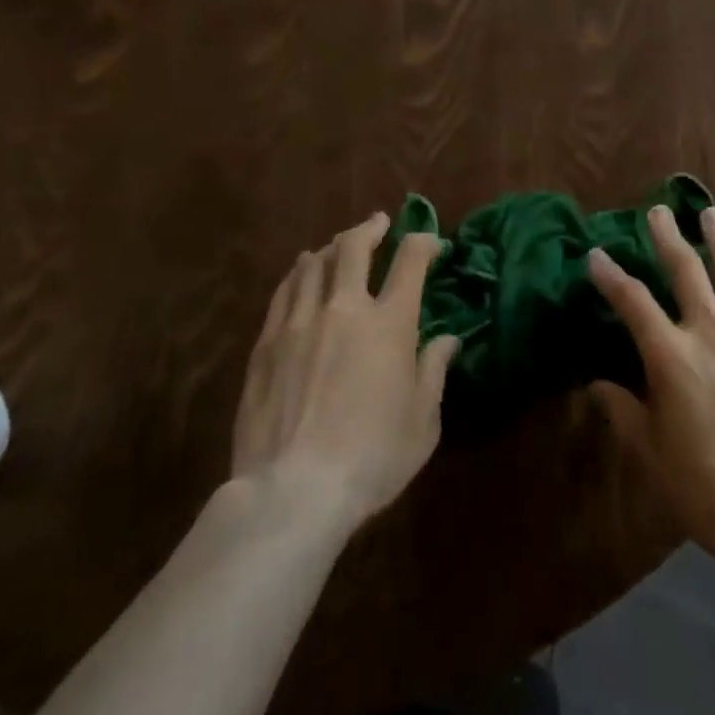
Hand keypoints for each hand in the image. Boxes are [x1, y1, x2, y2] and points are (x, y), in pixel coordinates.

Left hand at [231, 215, 457, 533]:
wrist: (293, 491)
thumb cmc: (372, 458)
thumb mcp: (422, 421)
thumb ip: (434, 371)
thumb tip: (448, 339)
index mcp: (390, 323)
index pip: (410, 260)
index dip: (424, 242)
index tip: (431, 244)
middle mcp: (345, 308)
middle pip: (354, 247)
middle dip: (371, 228)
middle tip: (379, 224)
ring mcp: (300, 322)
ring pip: (314, 264)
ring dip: (332, 247)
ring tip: (339, 246)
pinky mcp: (267, 343)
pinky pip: (284, 291)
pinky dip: (299, 273)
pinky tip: (302, 273)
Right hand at [589, 206, 714, 576]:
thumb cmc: (707, 489)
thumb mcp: (652, 454)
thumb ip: (623, 411)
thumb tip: (596, 385)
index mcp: (672, 357)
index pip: (632, 302)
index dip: (609, 276)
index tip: (595, 255)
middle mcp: (711, 333)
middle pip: (686, 270)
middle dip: (668, 236)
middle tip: (658, 211)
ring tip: (711, 214)